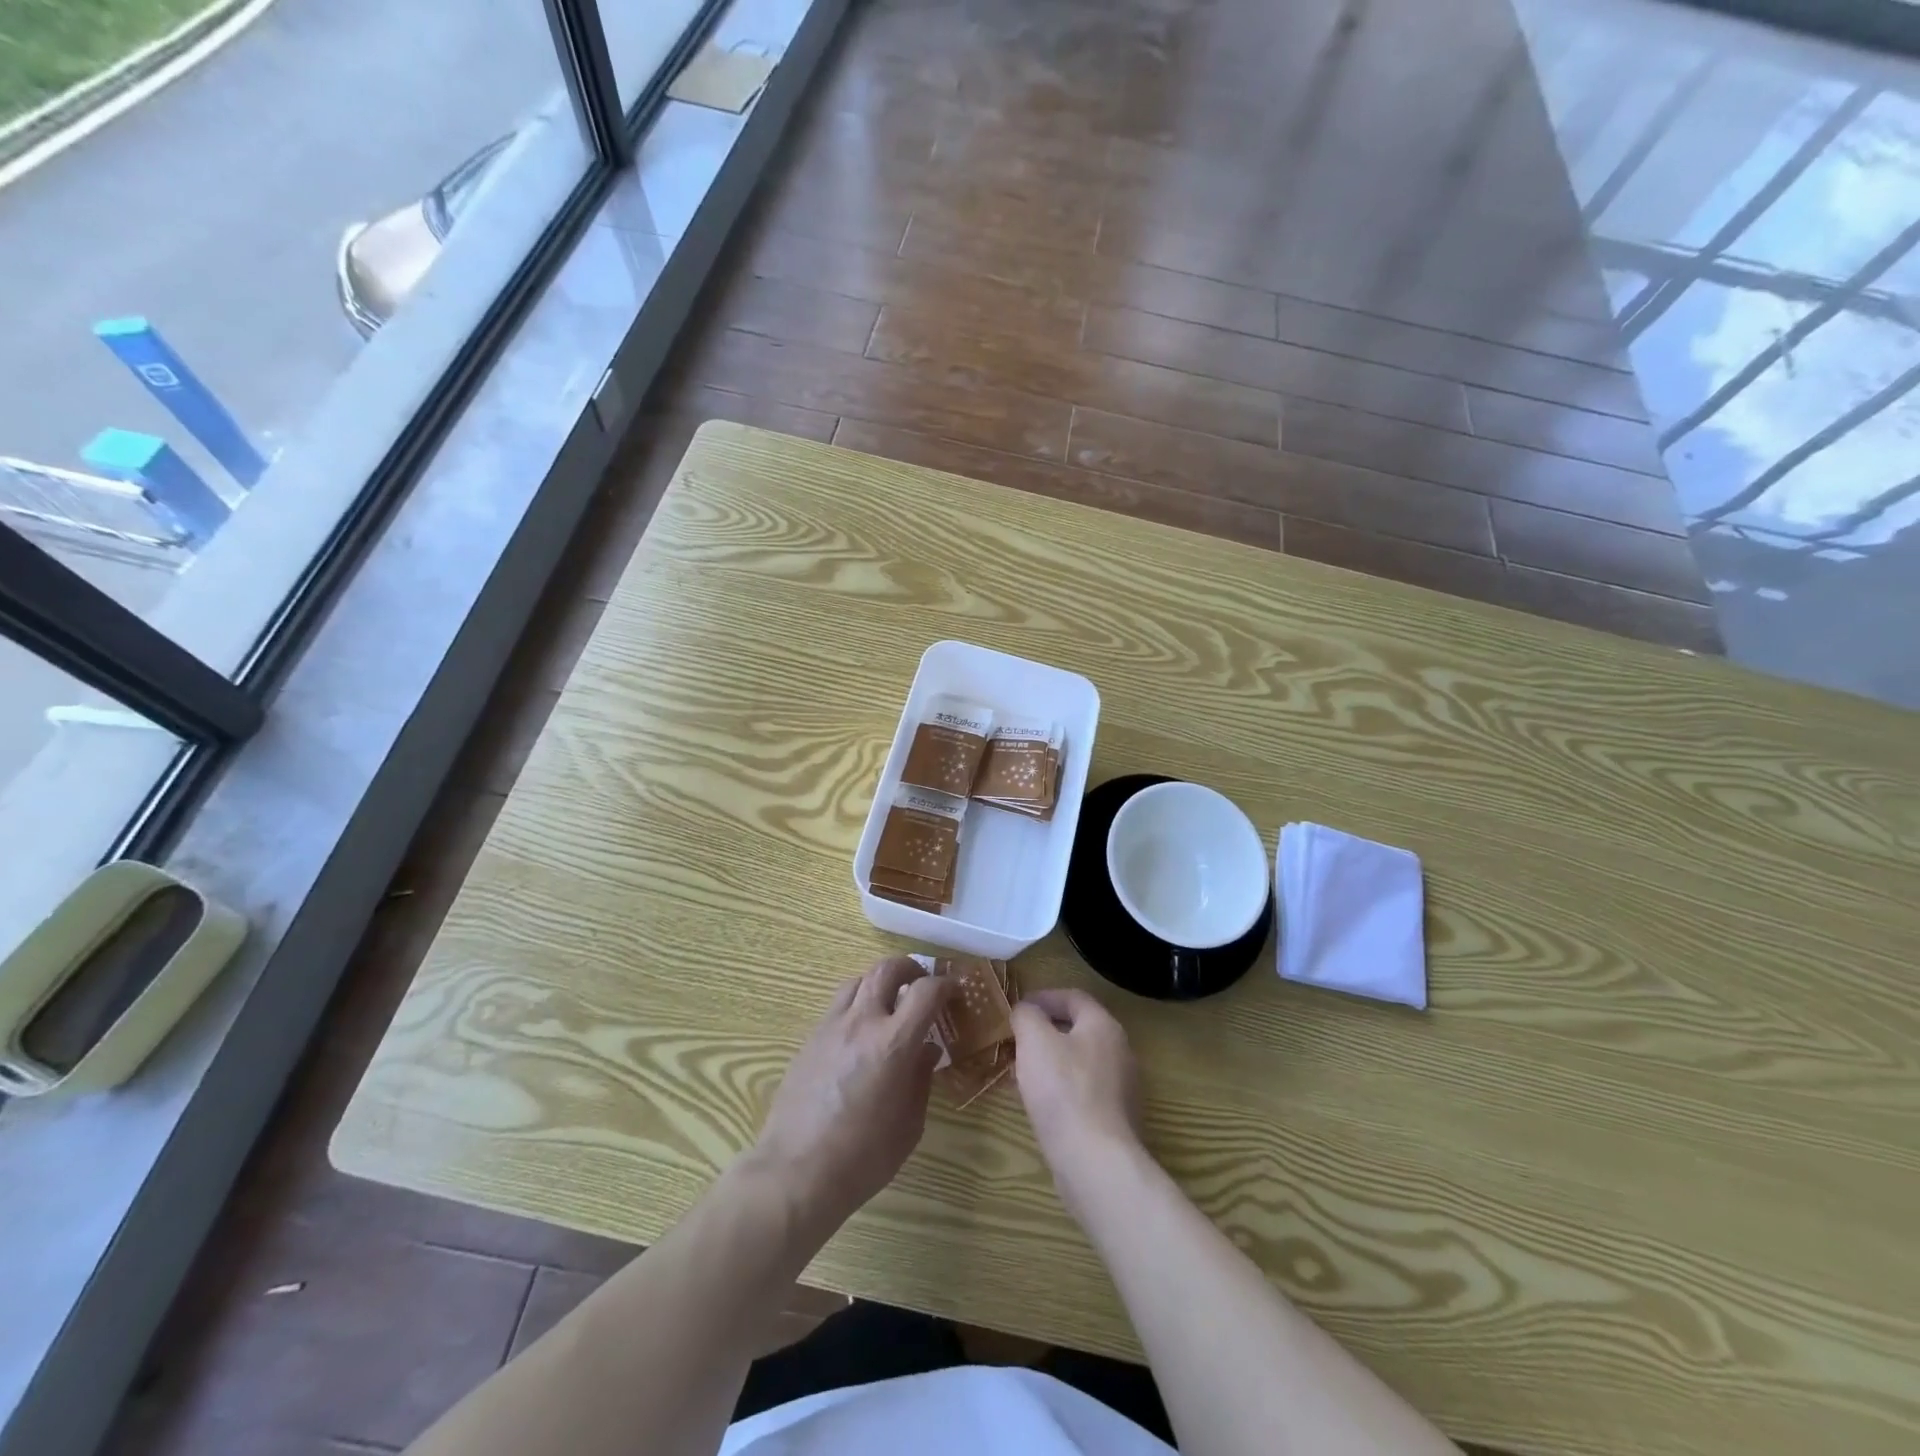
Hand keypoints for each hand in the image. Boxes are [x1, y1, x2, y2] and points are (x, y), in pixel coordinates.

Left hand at [751, 956, 951, 1235]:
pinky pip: (837, 1006)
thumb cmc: (863, 1157)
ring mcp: (831, 1027)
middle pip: (886, 968)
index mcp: (894, 1043)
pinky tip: (860, 1033)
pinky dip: (856, 1005)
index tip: (953, 991)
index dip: (945, 985)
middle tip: (921, 983)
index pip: (926, 991)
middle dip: (910, 968)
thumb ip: (921, 1079)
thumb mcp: (909, 1124)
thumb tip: (927, 1050)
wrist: (796, 1172)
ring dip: (879, 982)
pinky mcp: (809, 1039)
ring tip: (889, 1003)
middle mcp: (862, 1022)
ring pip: (858, 980)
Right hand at [1012, 989, 1144, 1211]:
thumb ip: (1027, 1016)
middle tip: (1017, 1040)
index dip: (1044, 997)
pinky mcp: (1116, 1120)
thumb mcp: (1034, 1041)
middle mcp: (1120, 1052)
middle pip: (1079, 1029)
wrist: (1096, 1162)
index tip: (1018, 1009)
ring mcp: (1122, 1088)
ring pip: (1080, 1062)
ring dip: (1052, 1061)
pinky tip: (1042, 1104)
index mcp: (1104, 1026)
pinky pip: (1084, 1092)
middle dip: (1046, 1031)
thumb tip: (1026, 1011)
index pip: (1074, 997)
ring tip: (1023, 1072)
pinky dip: (1062, 1089)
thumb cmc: (1064, 1091)